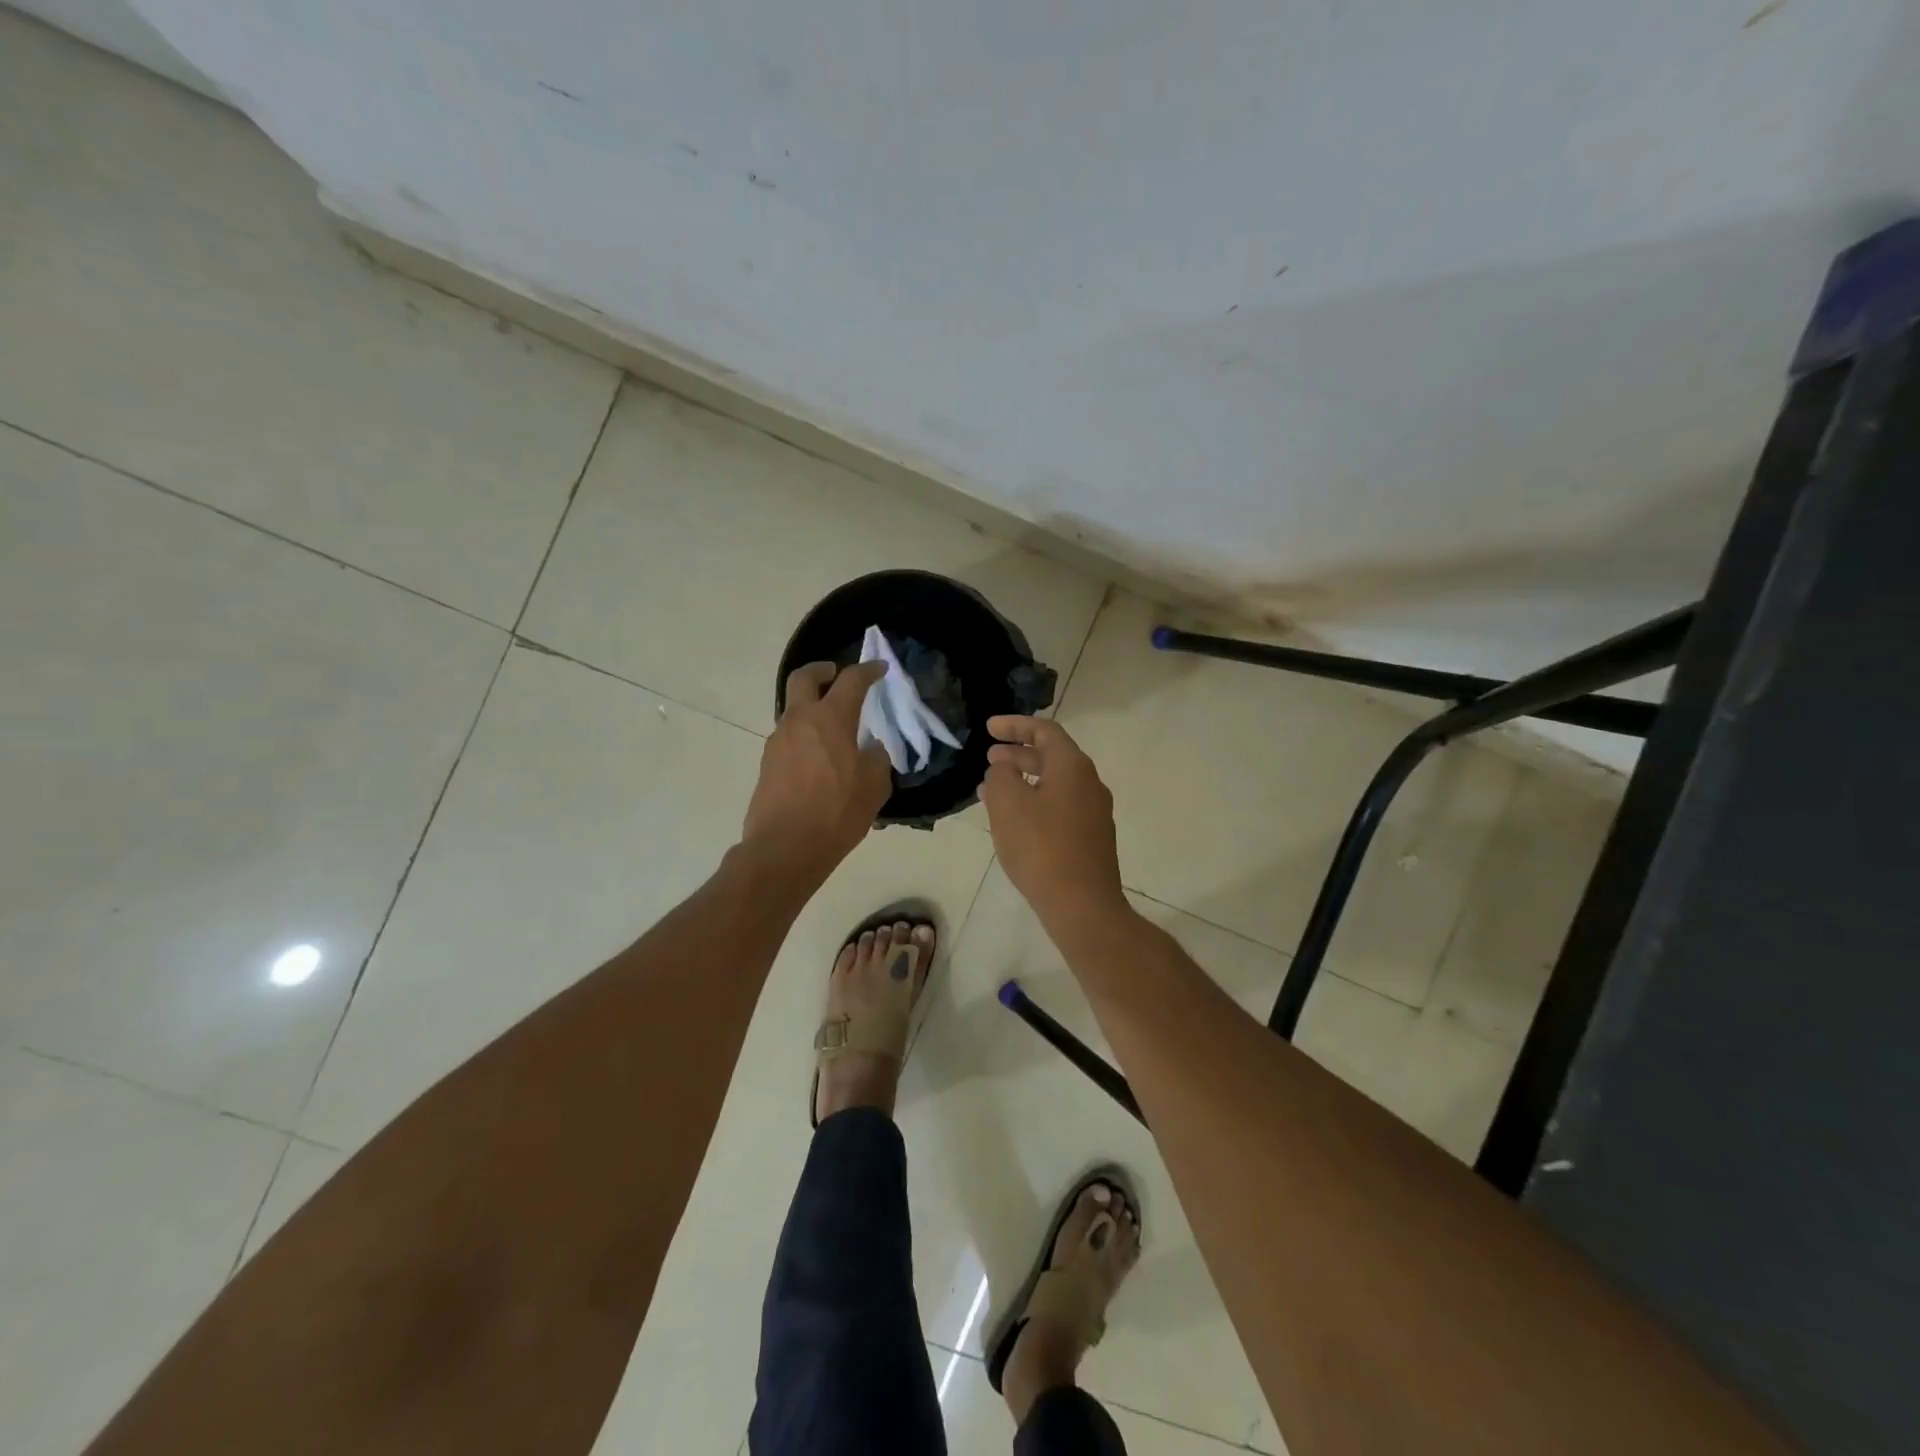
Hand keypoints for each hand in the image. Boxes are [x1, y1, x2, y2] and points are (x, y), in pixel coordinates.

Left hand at [742, 661, 891, 880]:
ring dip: (812, 708)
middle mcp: (800, 721)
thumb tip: (870, 749)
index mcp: (830, 718)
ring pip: (794, 710)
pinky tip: (820, 759)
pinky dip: (805, 736)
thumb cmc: (836, 812)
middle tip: (836, 674)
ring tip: (833, 728)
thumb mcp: (874, 785)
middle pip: (804, 677)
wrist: (785, 847)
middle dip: (822, 670)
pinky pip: (789, 738)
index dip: (868, 671)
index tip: (879, 669)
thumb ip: (876, 759)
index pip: (851, 680)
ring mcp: (778, 741)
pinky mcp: (768, 764)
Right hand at [979, 716, 1127, 924]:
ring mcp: (1094, 813)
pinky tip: (1014, 821)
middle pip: (1052, 756)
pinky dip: (1034, 802)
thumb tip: (1004, 768)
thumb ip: (1001, 775)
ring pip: (1054, 784)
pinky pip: (1059, 807)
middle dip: (1018, 753)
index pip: (1045, 730)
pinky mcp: (1091, 838)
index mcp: (1073, 767)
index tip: (988, 728)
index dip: (1015, 725)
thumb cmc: (1041, 847)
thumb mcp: (1008, 803)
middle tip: (989, 757)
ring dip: (1024, 780)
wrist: (1082, 905)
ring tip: (992, 790)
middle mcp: (1089, 783)